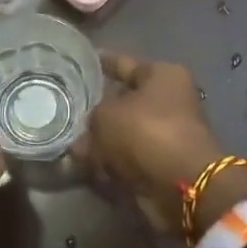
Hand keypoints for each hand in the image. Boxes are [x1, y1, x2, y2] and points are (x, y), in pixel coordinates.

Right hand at [81, 52, 241, 233]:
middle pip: (123, 100)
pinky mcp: (160, 163)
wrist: (180, 185)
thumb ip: (90, 116)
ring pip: (122, 132)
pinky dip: (108, 161)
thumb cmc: (146, 132)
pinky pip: (126, 157)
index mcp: (163, 76)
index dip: (102, 63)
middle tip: (66, 109)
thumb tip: (84, 133)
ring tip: (68, 142)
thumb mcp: (106, 114)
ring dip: (99, 139)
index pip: (124, 64)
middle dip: (96, 109)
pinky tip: (82, 164)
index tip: (80, 62)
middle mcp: (168, 101)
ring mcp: (166, 134)